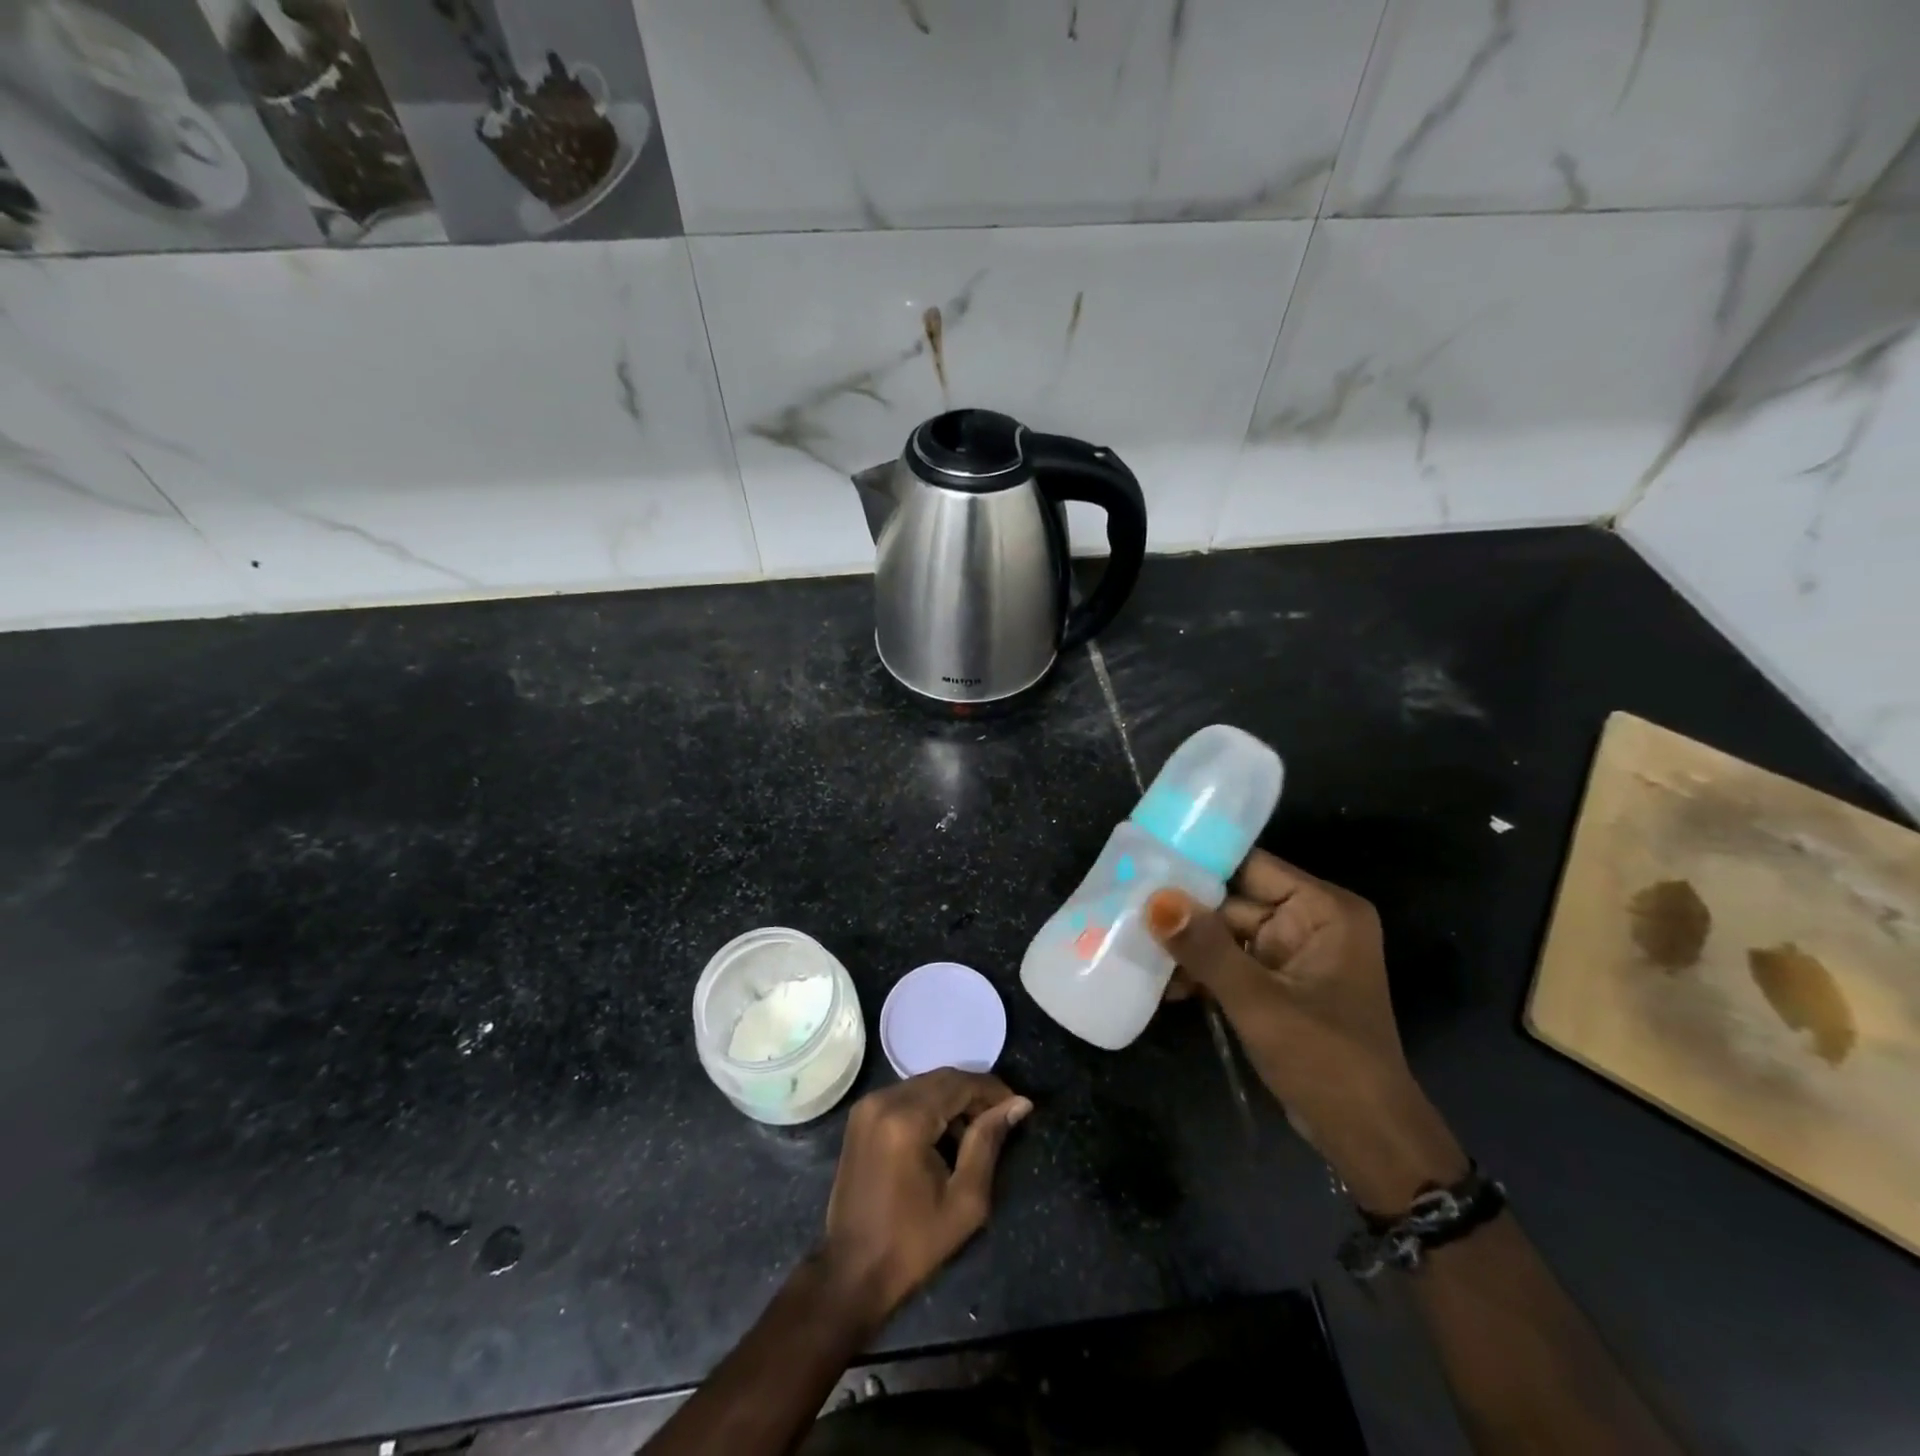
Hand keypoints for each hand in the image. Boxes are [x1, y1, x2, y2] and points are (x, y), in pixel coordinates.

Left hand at [818, 1069, 1031, 1326]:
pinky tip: (944, 1136)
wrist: (852, 1269)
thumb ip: (989, 1142)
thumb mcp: (965, 1200)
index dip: (992, 1090)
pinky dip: (930, 1106)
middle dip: (974, 1094)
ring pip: (924, 1085)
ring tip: (975, 1133)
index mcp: (906, 1119)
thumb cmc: (913, 1243)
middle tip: (1000, 1120)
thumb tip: (1019, 1104)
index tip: (1018, 1106)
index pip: (959, 1084)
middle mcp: (884, 1100)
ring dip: (953, 1100)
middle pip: (941, 1079)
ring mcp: (868, 1105)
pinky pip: (906, 1096)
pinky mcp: (861, 1116)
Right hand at [1148, 852, 1463, 1211]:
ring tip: (1134, 949)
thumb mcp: (1259, 1002)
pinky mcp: (1278, 984)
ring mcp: (1292, 955)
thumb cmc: (1326, 1062)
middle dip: (1184, 913)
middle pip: (1233, 901)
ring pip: (1225, 934)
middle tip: (1125, 911)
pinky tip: (1162, 985)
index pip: (1251, 868)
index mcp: (1324, 910)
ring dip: (1186, 948)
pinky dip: (1201, 972)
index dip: (1199, 865)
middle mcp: (1310, 922)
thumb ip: (1206, 949)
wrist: (1367, 1141)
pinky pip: (1230, 962)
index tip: (1144, 863)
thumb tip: (1155, 901)